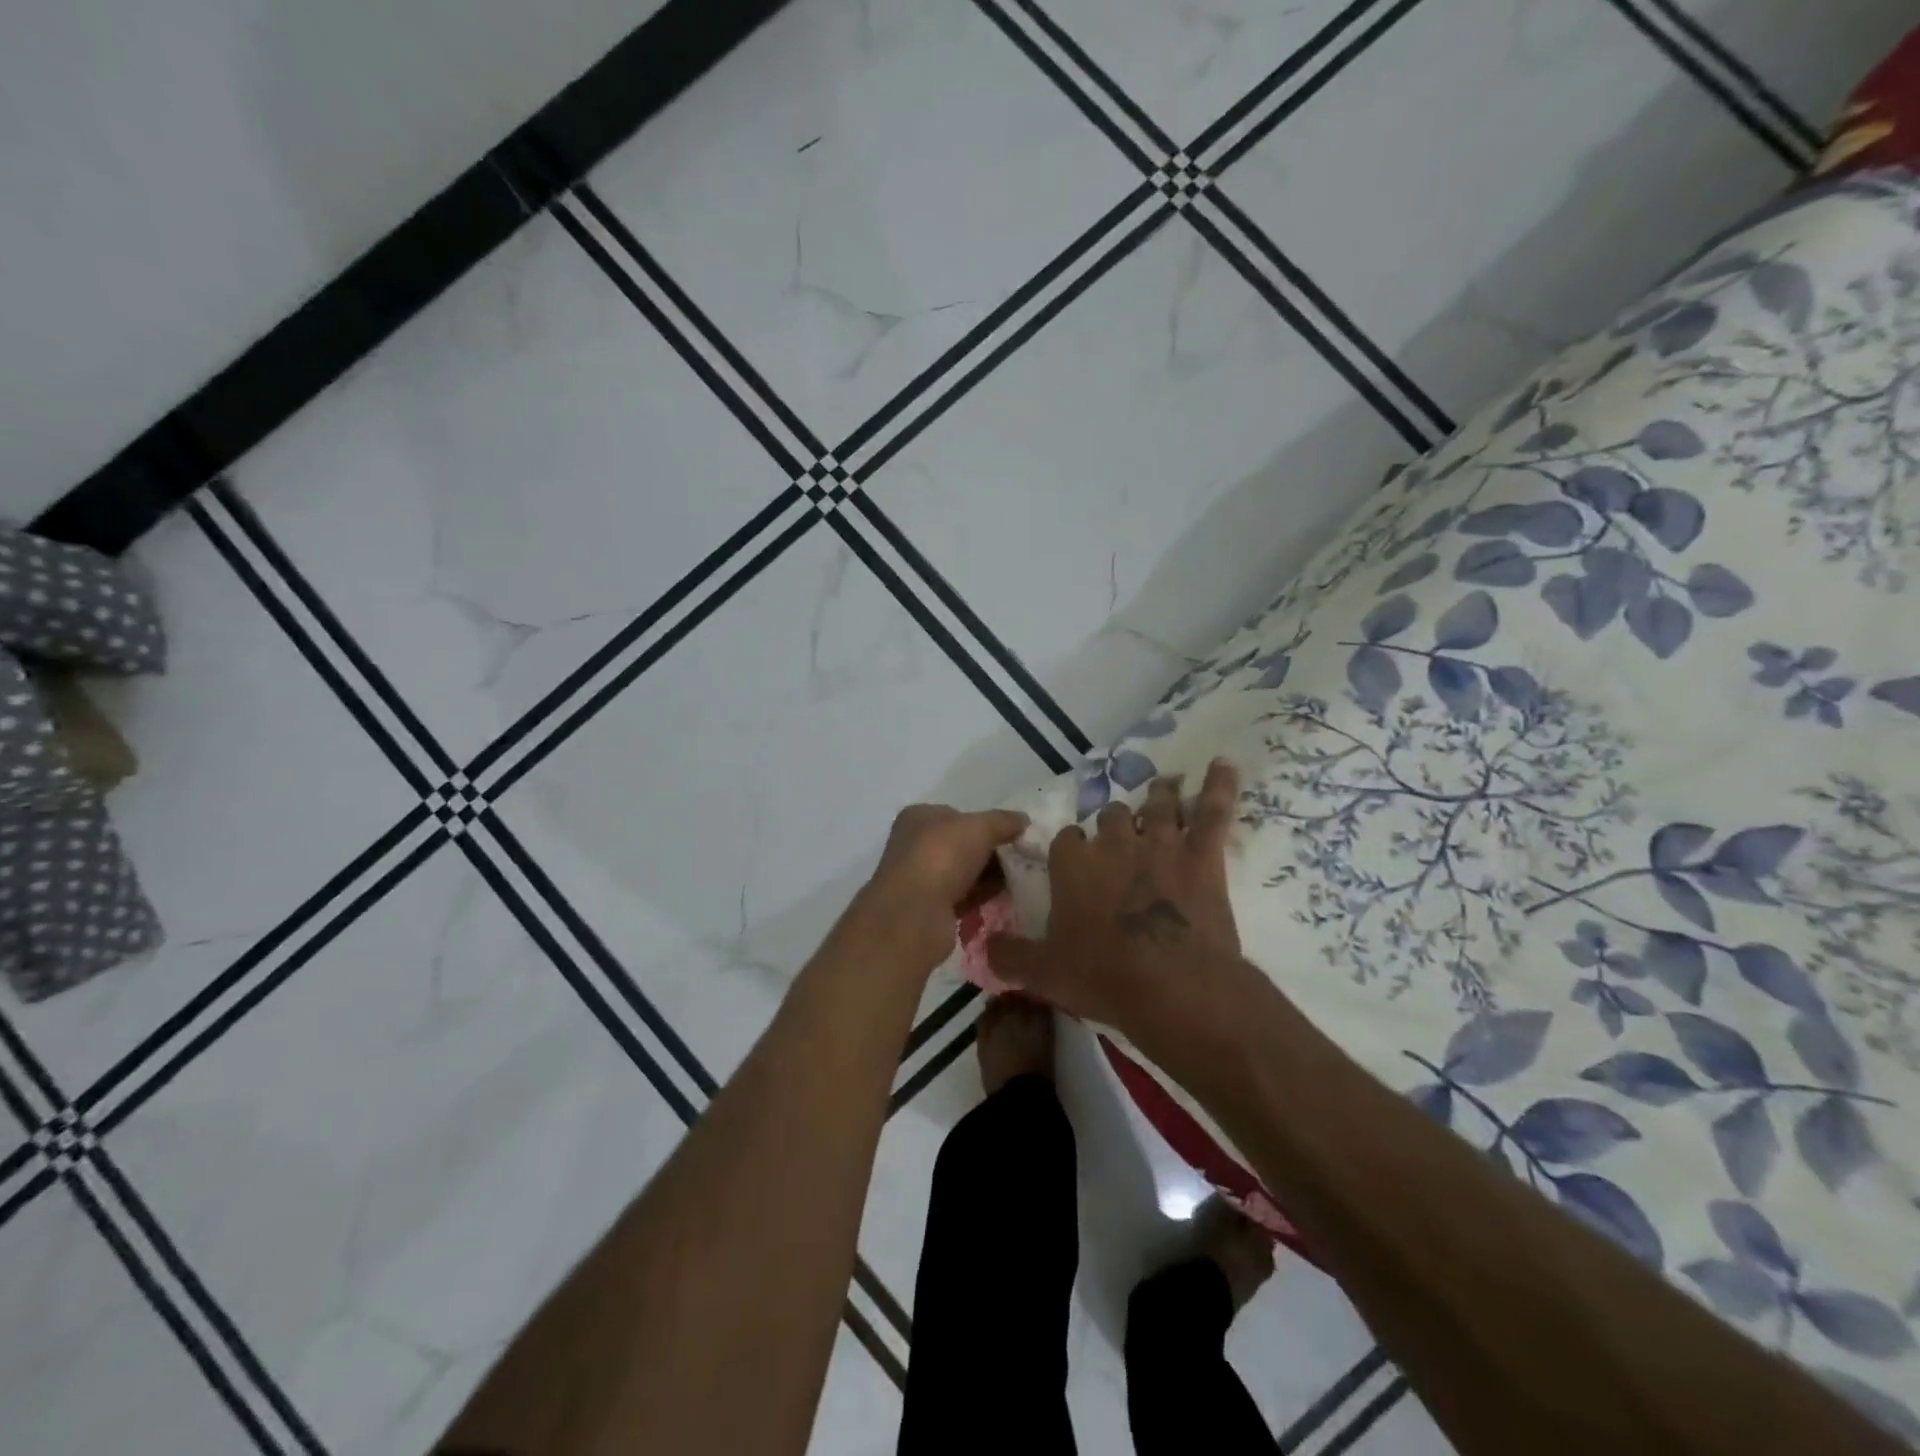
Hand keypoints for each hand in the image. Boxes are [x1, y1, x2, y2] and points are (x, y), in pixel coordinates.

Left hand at [855, 804, 1029, 975]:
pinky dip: (981, 897)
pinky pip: (963, 897)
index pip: (957, 814)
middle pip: (962, 844)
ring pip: (963, 872)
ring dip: (989, 876)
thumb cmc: (942, 856)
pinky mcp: (929, 908)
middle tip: (1020, 859)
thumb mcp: (980, 827)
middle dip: (991, 852)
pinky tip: (1005, 898)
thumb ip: (1003, 821)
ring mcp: (920, 878)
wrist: (915, 914)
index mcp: (919, 817)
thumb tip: (1023, 819)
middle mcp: (915, 845)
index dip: (986, 823)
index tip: (1013, 835)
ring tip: (1019, 880)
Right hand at [986, 760, 1244, 1039]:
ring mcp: (1160, 844)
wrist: (1175, 986)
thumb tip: (985, 947)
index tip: (1076, 859)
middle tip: (1121, 834)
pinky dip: (1219, 785)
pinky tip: (1224, 764)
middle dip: (1115, 821)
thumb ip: (1010, 956)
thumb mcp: (1044, 974)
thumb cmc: (1105, 977)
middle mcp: (1114, 844)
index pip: (1067, 839)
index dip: (1073, 847)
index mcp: (1073, 865)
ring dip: (1159, 795)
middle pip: (1112, 816)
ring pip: (1158, 805)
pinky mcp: (1202, 856)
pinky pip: (1212, 811)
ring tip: (1163, 784)